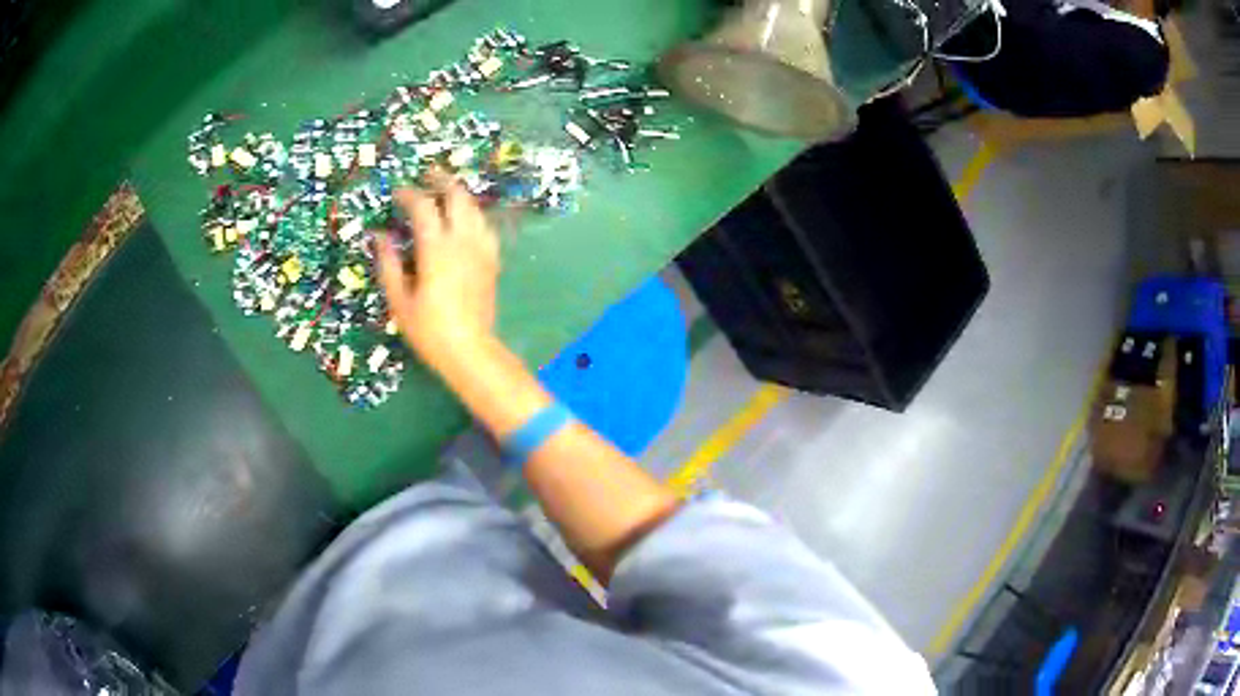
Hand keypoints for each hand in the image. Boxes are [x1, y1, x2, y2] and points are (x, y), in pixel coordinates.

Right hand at [376, 175, 499, 366]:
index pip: (423, 206)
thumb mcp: (399, 299)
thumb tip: (379, 235)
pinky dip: (473, 215)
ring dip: (459, 194)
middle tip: (427, 175)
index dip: (409, 194)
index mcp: (436, 248)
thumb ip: (388, 263)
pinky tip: (465, 220)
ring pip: (475, 208)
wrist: (470, 351)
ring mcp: (482, 249)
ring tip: (444, 192)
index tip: (398, 193)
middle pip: (457, 195)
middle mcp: (463, 241)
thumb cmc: (429, 330)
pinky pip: (485, 226)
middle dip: (441, 180)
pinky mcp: (492, 260)